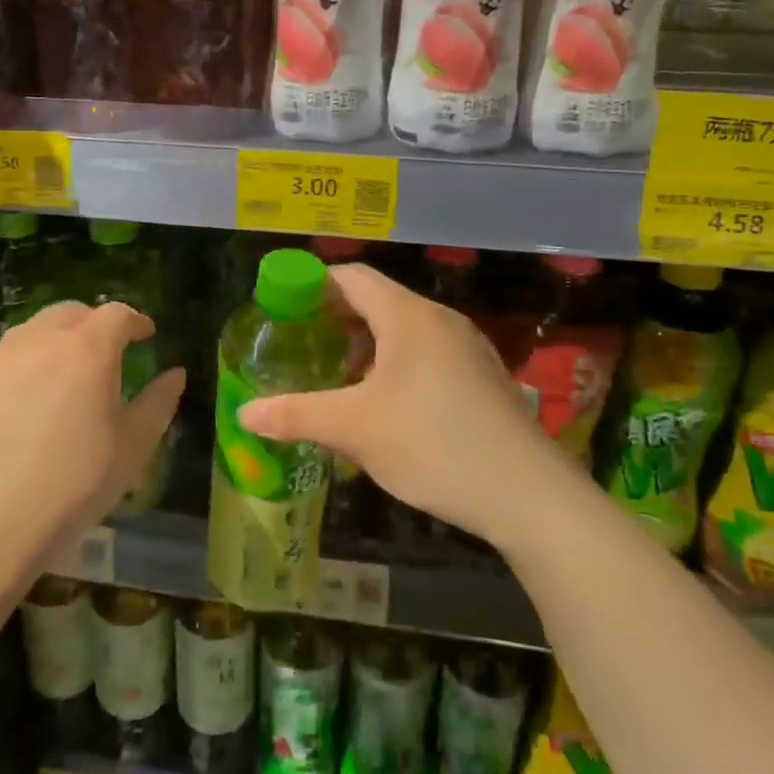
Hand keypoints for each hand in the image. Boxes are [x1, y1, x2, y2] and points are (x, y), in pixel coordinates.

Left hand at [0, 302, 184, 586]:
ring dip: (59, 338)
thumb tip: (175, 375)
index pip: (117, 314)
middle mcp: (42, 340)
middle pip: (73, 312)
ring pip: (36, 329)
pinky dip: (28, 360)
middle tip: (109, 350)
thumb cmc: (70, 485)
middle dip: (96, 323)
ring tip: (68, 371)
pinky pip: (8, 355)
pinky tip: (30, 398)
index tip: (146, 335)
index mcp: (87, 349)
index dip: (136, 321)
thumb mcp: (130, 449)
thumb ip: (157, 404)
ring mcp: (0, 357)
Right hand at [238, 264, 557, 550]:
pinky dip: (396, 362)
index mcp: (408, 316)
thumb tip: (244, 413)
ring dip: (367, 343)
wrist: (529, 495)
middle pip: (378, 300)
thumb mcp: (355, 429)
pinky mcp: (483, 377)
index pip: (352, 277)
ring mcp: (468, 347)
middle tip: (302, 343)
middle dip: (336, 317)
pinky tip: (385, 403)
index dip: (313, 285)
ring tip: (337, 374)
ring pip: (404, 329)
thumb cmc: (433, 445)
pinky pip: (428, 352)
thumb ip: (296, 415)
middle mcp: (440, 320)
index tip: (283, 308)